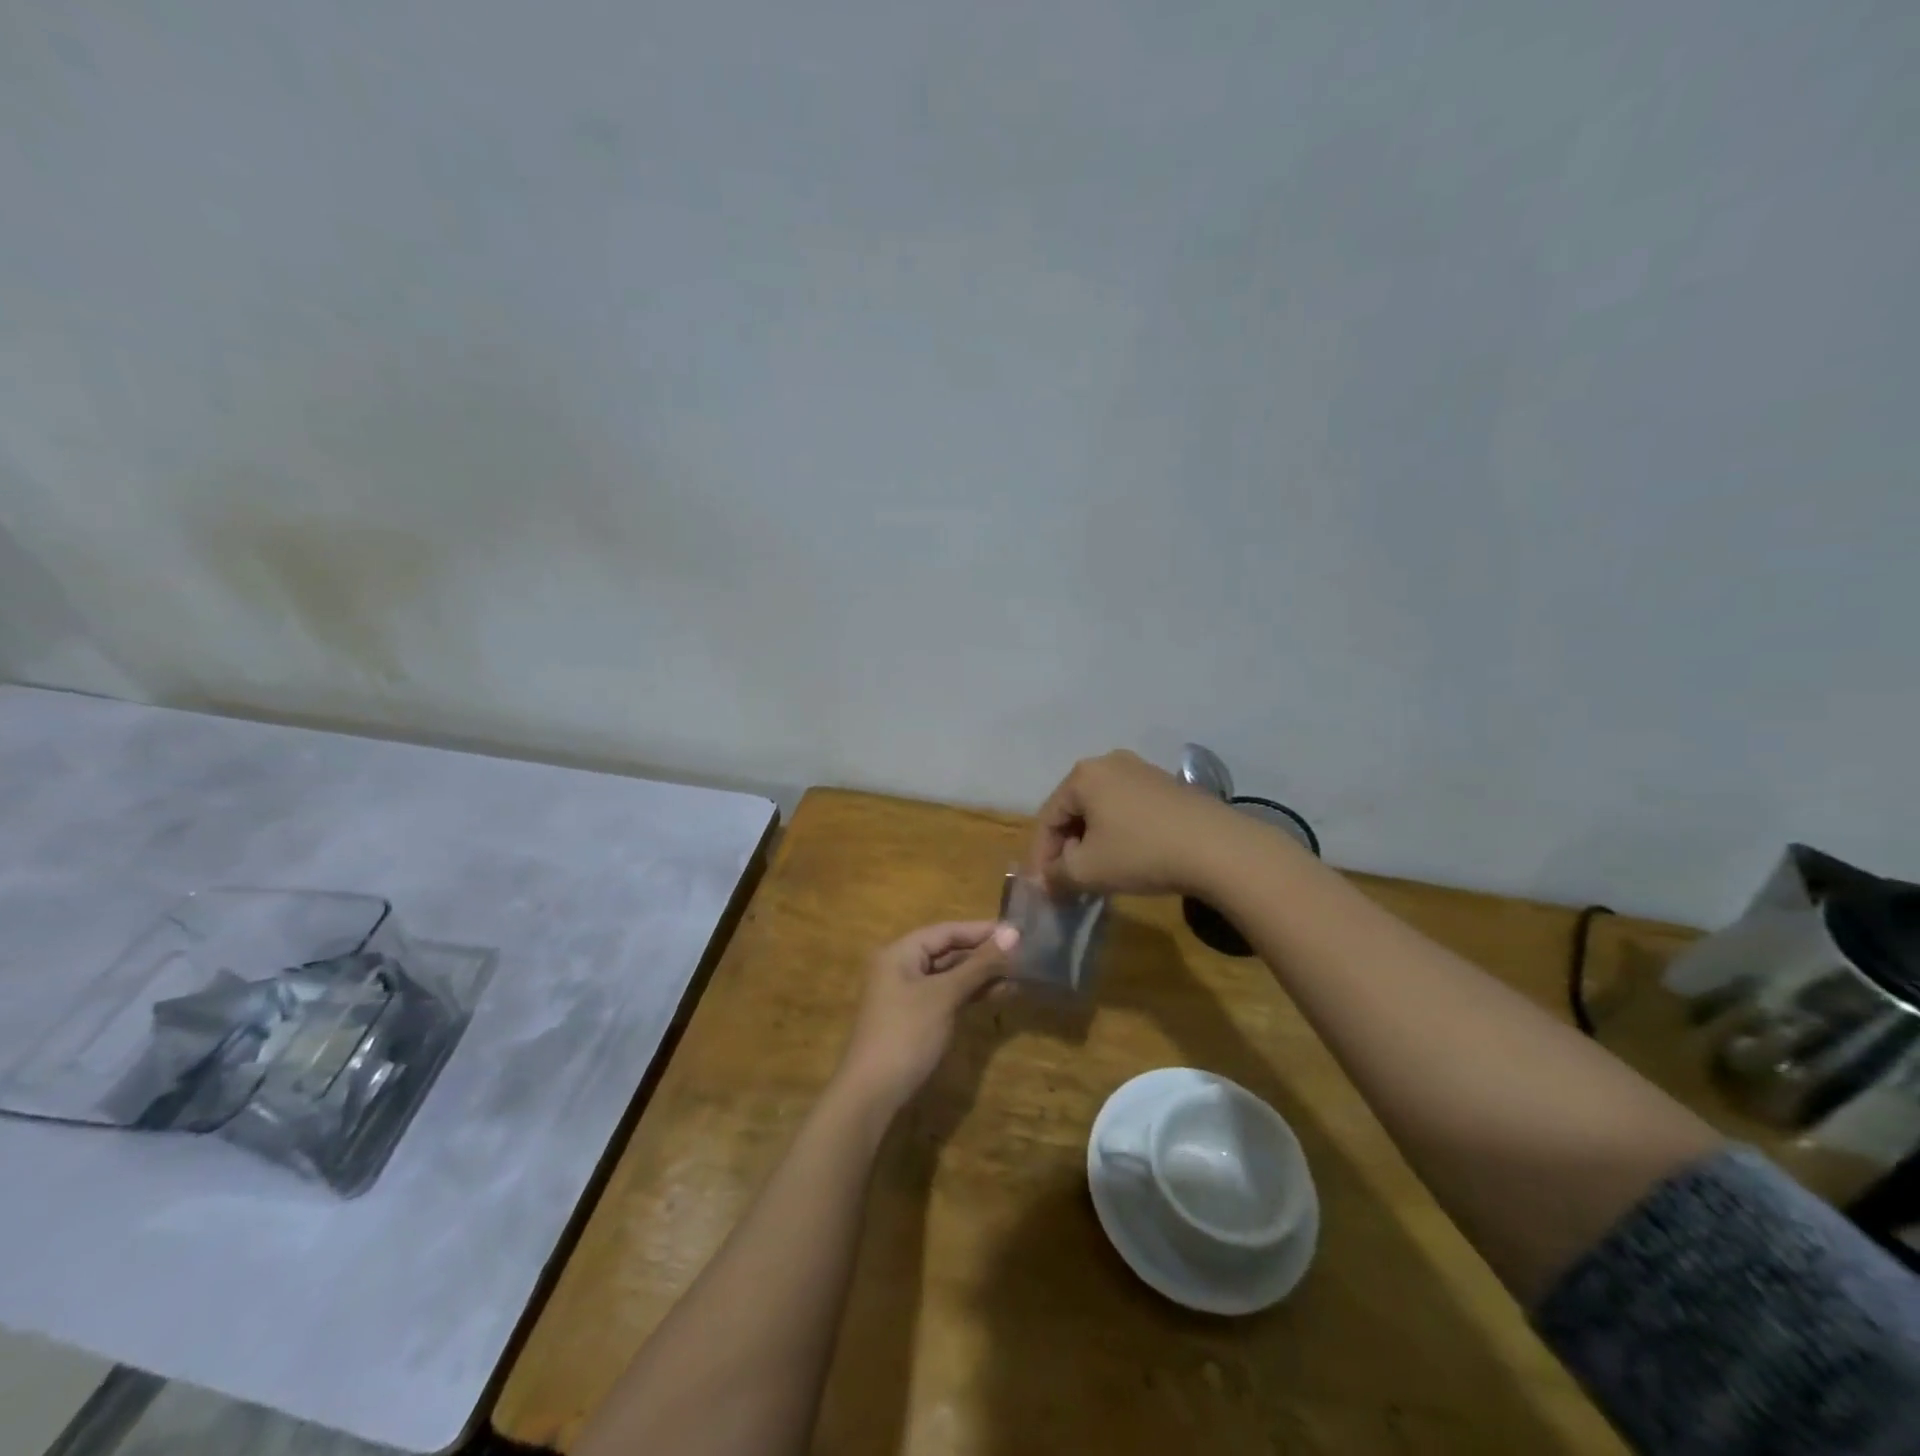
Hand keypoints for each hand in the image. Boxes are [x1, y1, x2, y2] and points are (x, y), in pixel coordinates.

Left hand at [834, 921, 1019, 1112]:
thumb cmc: (907, 1034)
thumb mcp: (944, 995)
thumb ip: (978, 965)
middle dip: (983, 953)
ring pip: (949, 975)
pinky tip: (998, 994)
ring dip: (981, 974)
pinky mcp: (916, 1017)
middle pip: (947, 951)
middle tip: (1022, 954)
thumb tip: (1013, 934)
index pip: (947, 931)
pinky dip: (970, 993)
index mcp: (900, 952)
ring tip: (1017, 974)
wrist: (873, 1093)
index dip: (981, 930)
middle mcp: (902, 966)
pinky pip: (947, 995)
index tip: (1017, 931)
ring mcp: (908, 994)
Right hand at [1027, 750, 1237, 896]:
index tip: (1043, 888)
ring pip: (1102, 810)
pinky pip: (1128, 809)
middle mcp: (1109, 763)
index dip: (1041, 857)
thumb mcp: (1088, 871)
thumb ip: (1056, 875)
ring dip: (1093, 842)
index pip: (1048, 818)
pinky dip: (1119, 833)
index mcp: (1082, 775)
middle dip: (1067, 847)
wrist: (1219, 848)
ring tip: (1097, 873)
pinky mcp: (1168, 785)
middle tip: (1068, 881)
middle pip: (1074, 810)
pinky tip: (1129, 858)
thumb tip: (1046, 881)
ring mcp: (1142, 770)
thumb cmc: (1141, 853)